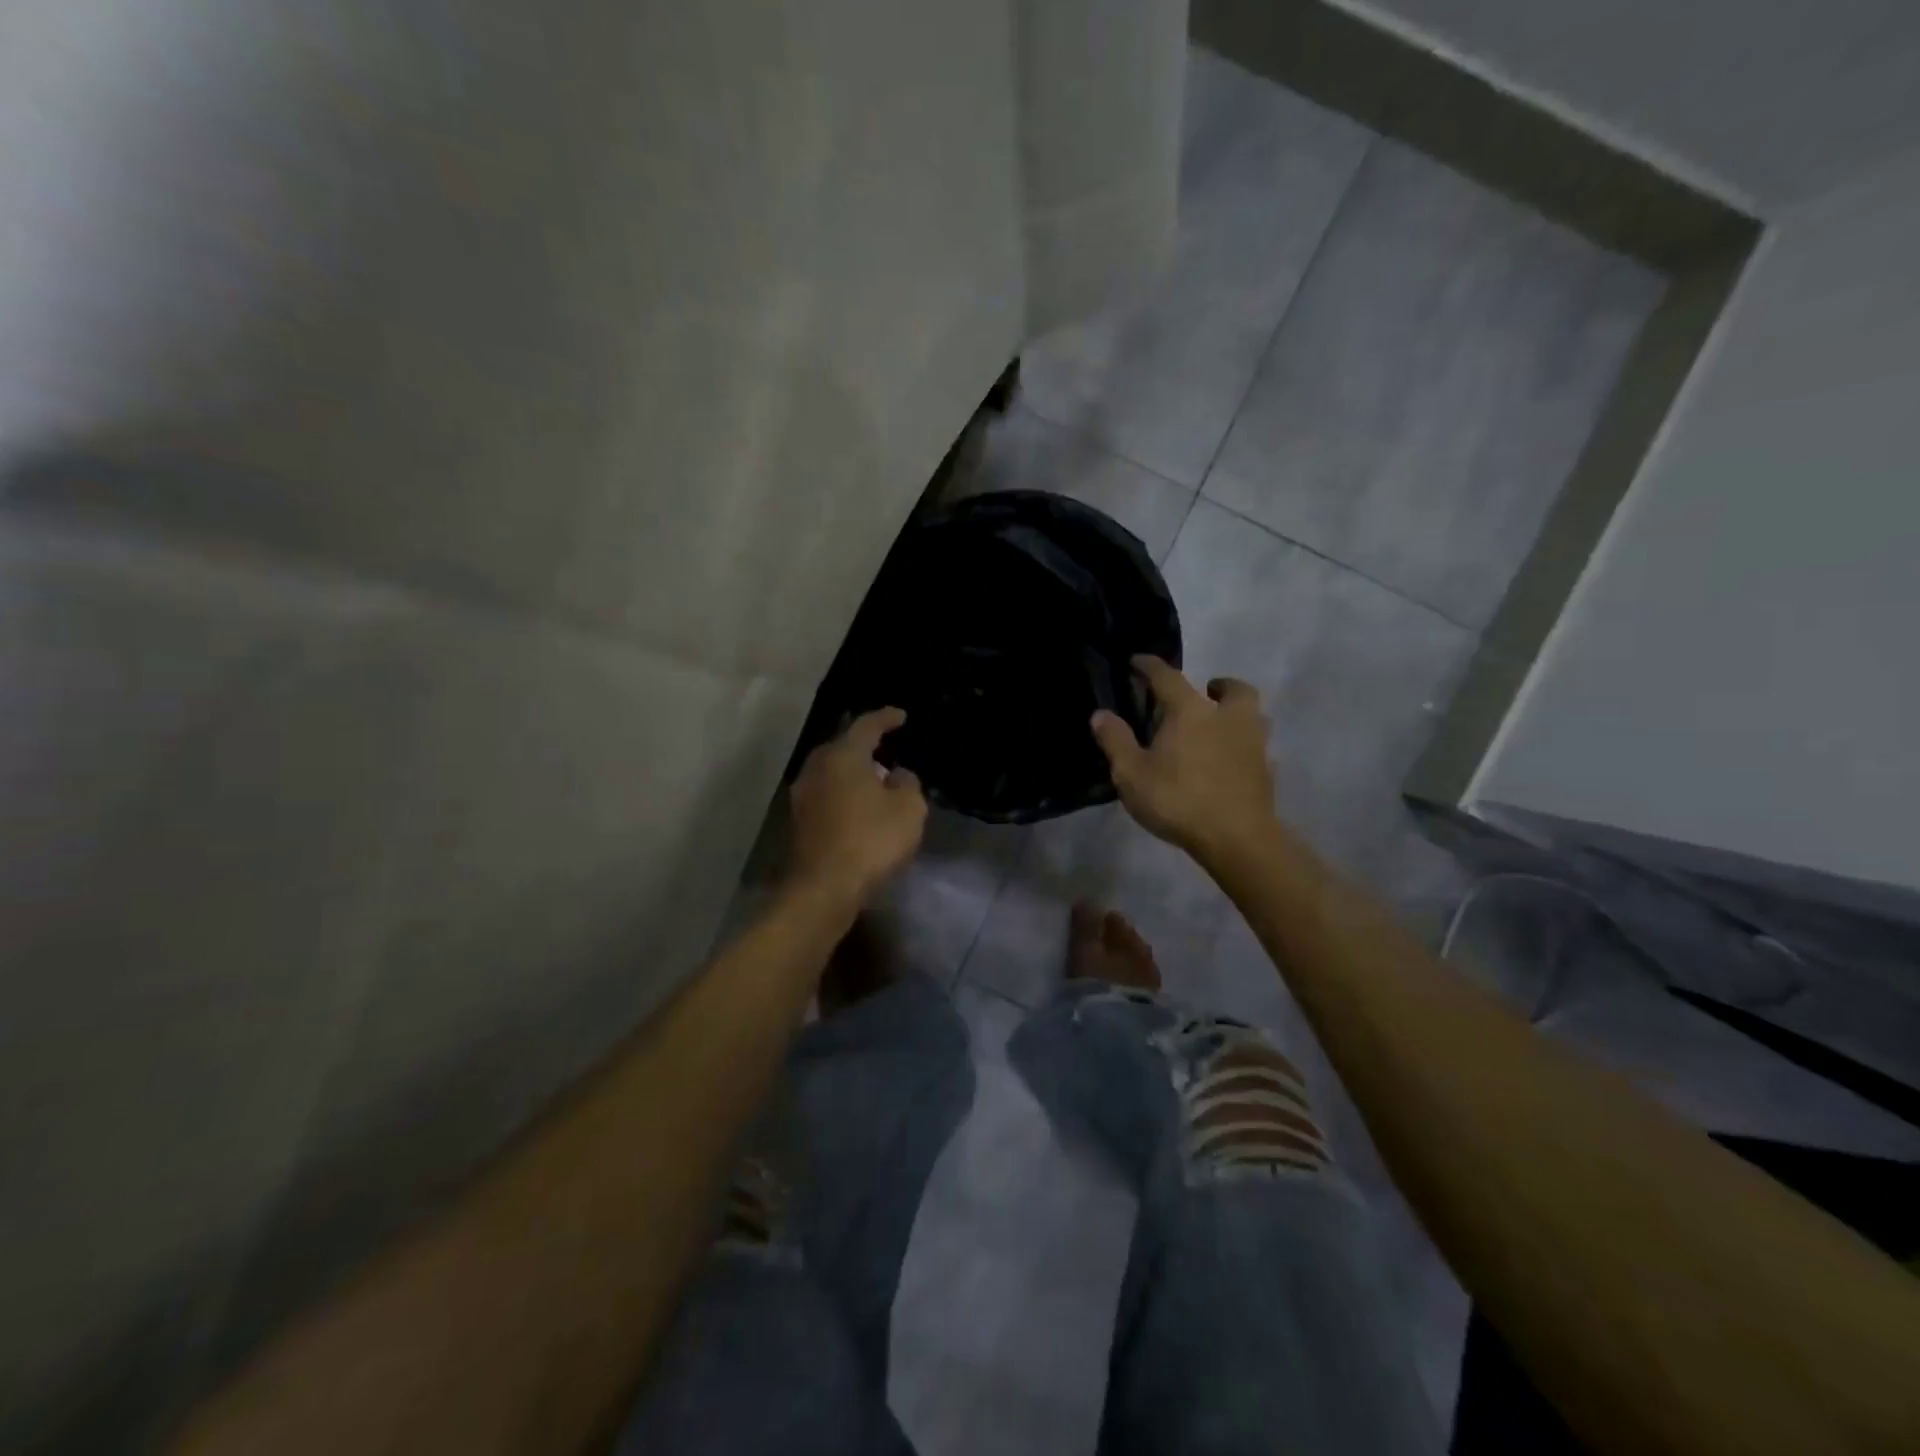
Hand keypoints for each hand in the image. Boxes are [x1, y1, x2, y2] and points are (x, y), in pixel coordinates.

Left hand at [788, 708, 927, 907]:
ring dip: (853, 773)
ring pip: (831, 772)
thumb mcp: (909, 809)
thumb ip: (907, 783)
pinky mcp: (797, 822)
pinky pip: (826, 795)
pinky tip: (859, 808)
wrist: (823, 889)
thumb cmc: (870, 841)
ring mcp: (801, 795)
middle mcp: (816, 768)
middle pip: (842, 747)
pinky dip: (844, 795)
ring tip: (875, 781)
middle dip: (865, 746)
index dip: (886, 718)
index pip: (866, 725)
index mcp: (843, 755)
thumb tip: (895, 776)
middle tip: (887, 750)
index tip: (901, 716)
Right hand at [1091, 656, 1277, 864]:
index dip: (1150, 666)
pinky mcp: (1266, 770)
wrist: (1237, 838)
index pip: (1168, 677)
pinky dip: (1242, 746)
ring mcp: (1253, 743)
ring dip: (1235, 713)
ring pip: (1251, 715)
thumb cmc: (1178, 800)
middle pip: (1232, 689)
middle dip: (1217, 685)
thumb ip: (1116, 741)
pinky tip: (1228, 762)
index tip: (1138, 661)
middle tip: (1204, 693)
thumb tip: (1100, 714)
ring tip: (1216, 727)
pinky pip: (1255, 747)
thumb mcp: (1132, 773)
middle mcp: (1227, 717)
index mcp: (1191, 711)